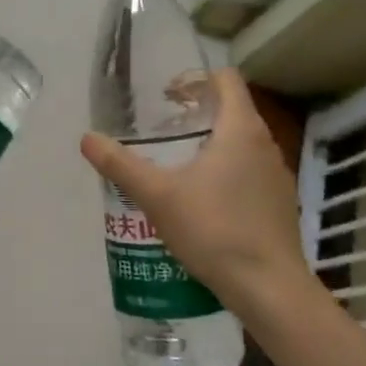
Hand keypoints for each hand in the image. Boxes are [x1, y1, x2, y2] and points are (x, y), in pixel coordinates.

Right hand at [80, 69, 313, 315]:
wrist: (267, 287)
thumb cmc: (213, 229)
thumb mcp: (156, 195)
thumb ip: (120, 164)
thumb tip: (86, 138)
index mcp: (241, 130)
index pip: (226, 80)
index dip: (195, 79)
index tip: (166, 97)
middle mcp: (265, 144)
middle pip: (233, 110)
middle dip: (196, 113)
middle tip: (161, 129)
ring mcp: (277, 175)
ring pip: (242, 143)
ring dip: (211, 143)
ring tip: (176, 165)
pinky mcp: (279, 203)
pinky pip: (249, 171)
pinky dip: (225, 171)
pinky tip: (201, 201)